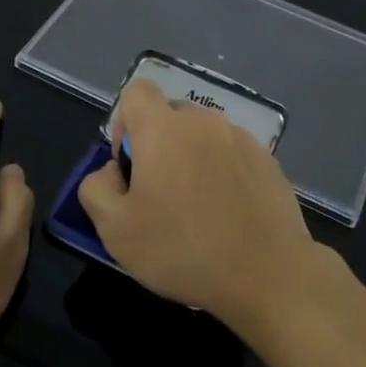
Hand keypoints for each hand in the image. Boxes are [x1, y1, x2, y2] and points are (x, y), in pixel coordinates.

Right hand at [77, 78, 320, 333]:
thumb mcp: (115, 230)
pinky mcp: (268, 160)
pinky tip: (227, 215)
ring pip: (202, 136)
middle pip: (170, 115)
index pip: (137, 91)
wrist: (268, 274)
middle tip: (159, 195)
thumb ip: (96, 188)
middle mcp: (203, 121)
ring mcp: (241, 138)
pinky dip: (222, 173)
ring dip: (192, 159)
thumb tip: (112, 171)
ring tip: (197, 209)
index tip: (131, 164)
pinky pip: (232, 154)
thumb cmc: (183, 250)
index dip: (125, 122)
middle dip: (158, 145)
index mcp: (163, 129)